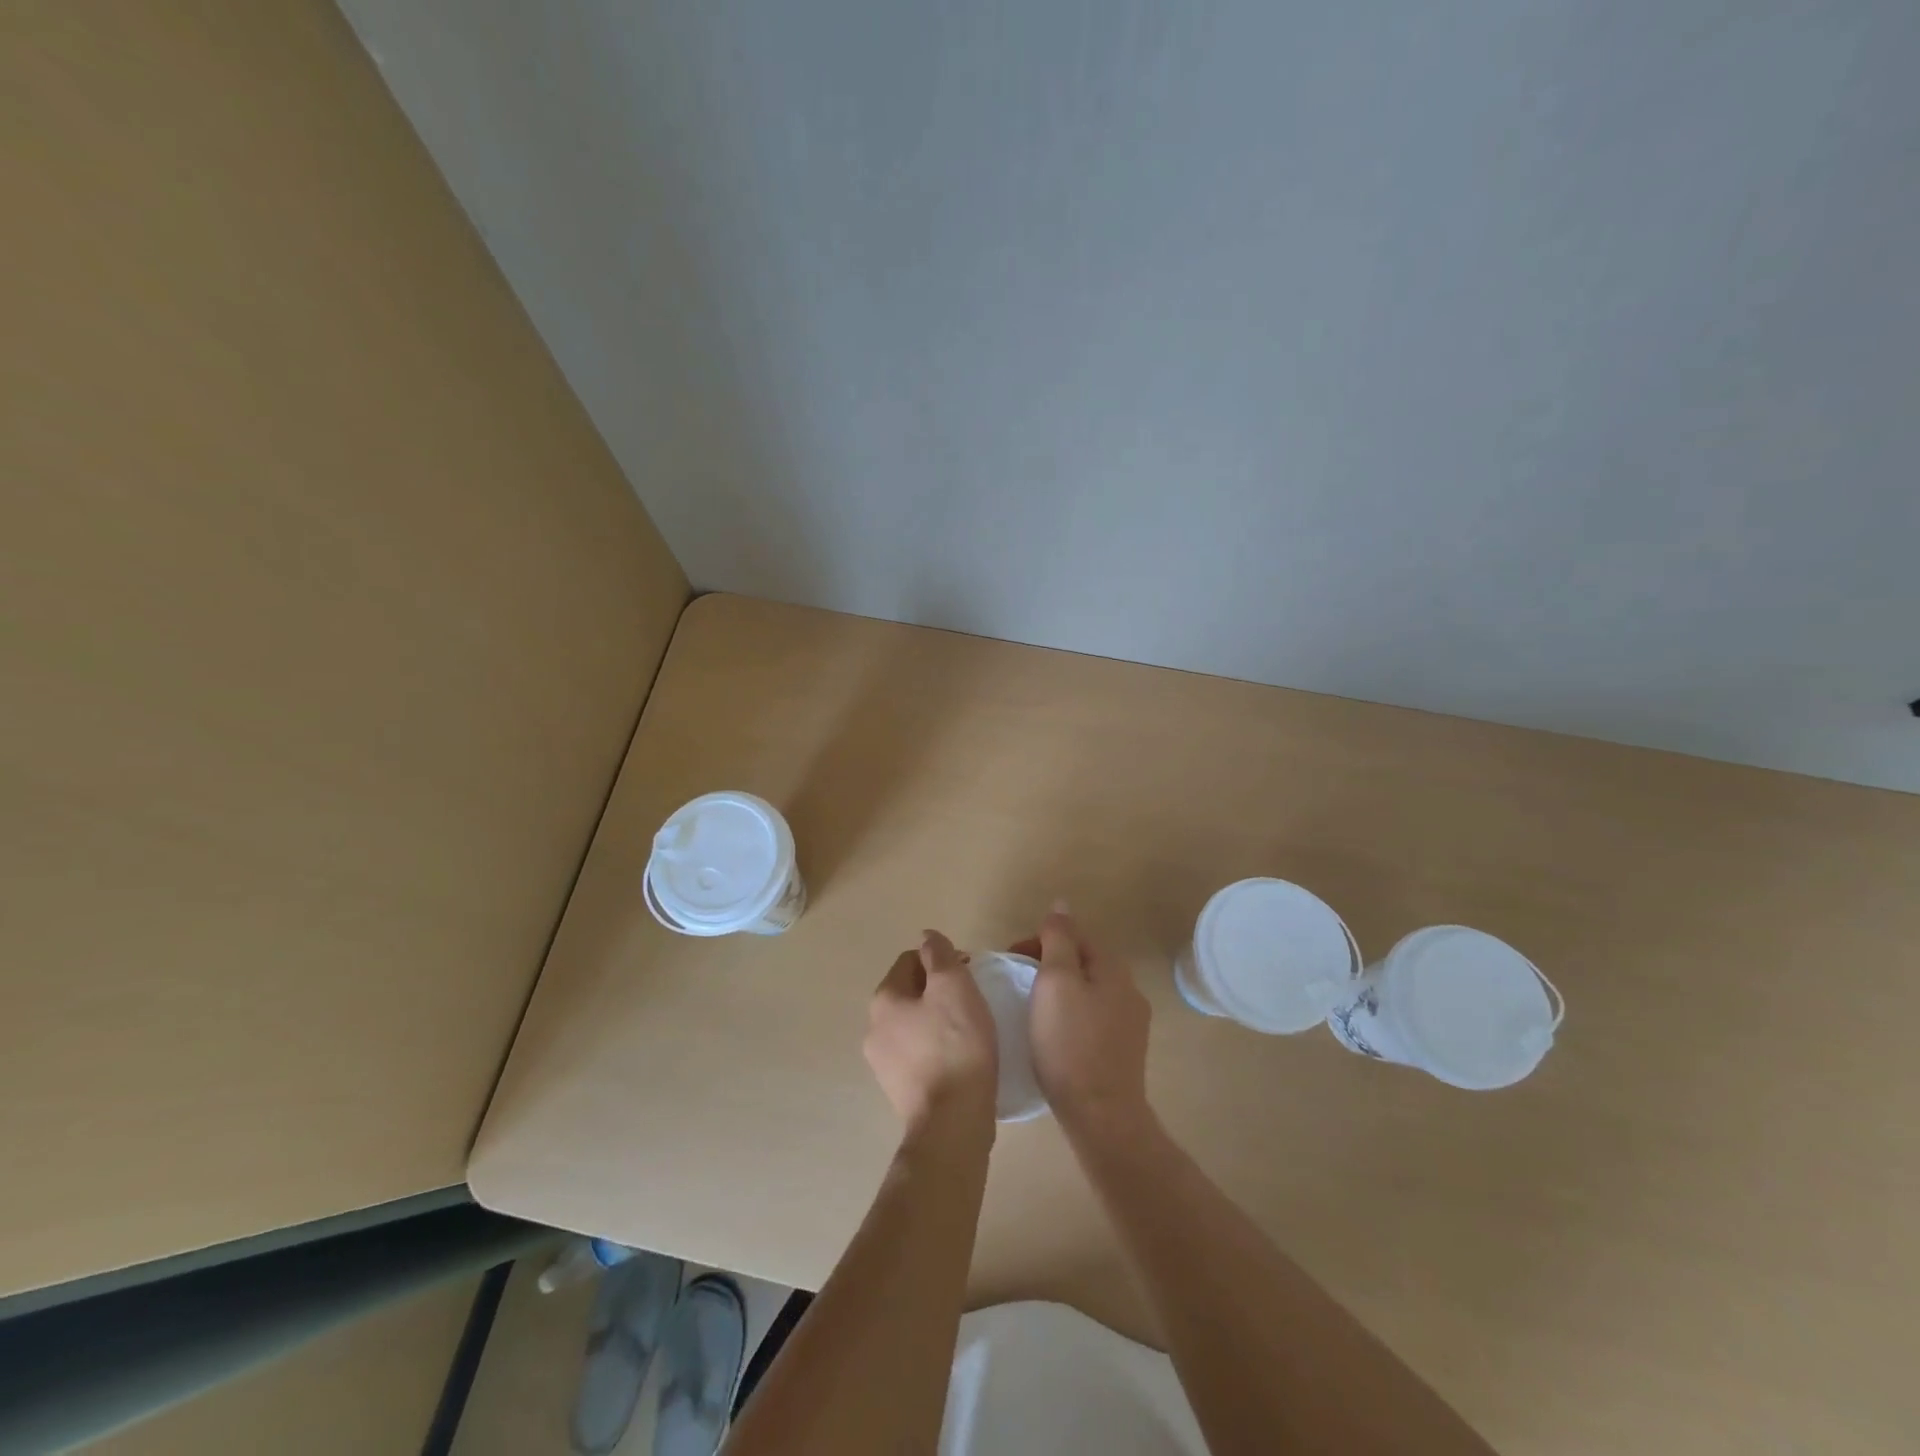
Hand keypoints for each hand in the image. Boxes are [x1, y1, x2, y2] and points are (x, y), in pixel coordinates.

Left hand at [864, 930, 998, 1136]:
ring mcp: (882, 1062)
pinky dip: (935, 1048)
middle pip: (909, 992)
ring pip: (913, 1024)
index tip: (970, 973)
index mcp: (884, 998)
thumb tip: (927, 937)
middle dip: (938, 990)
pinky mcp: (898, 1090)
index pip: (911, 960)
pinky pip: (917, 1054)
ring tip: (968, 1031)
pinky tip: (958, 1059)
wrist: (952, 1122)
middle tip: (972, 1001)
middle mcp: (873, 1027)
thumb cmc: (956, 1045)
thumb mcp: (954, 986)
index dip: (942, 960)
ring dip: (936, 1020)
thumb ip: (939, 955)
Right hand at [1014, 904, 1152, 1142]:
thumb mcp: (1055, 981)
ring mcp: (1131, 1022)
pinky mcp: (1125, 1051)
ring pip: (1088, 990)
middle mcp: (1129, 989)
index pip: (1075, 934)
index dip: (1040, 939)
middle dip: (1049, 964)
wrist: (1101, 1114)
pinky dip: (1071, 1015)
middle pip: (1083, 961)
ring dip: (1061, 990)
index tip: (1012, 958)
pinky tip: (1055, 1035)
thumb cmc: (1069, 1042)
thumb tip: (1061, 904)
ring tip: (1033, 1008)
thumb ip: (1058, 939)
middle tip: (1018, 983)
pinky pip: (1093, 1018)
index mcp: (1113, 968)